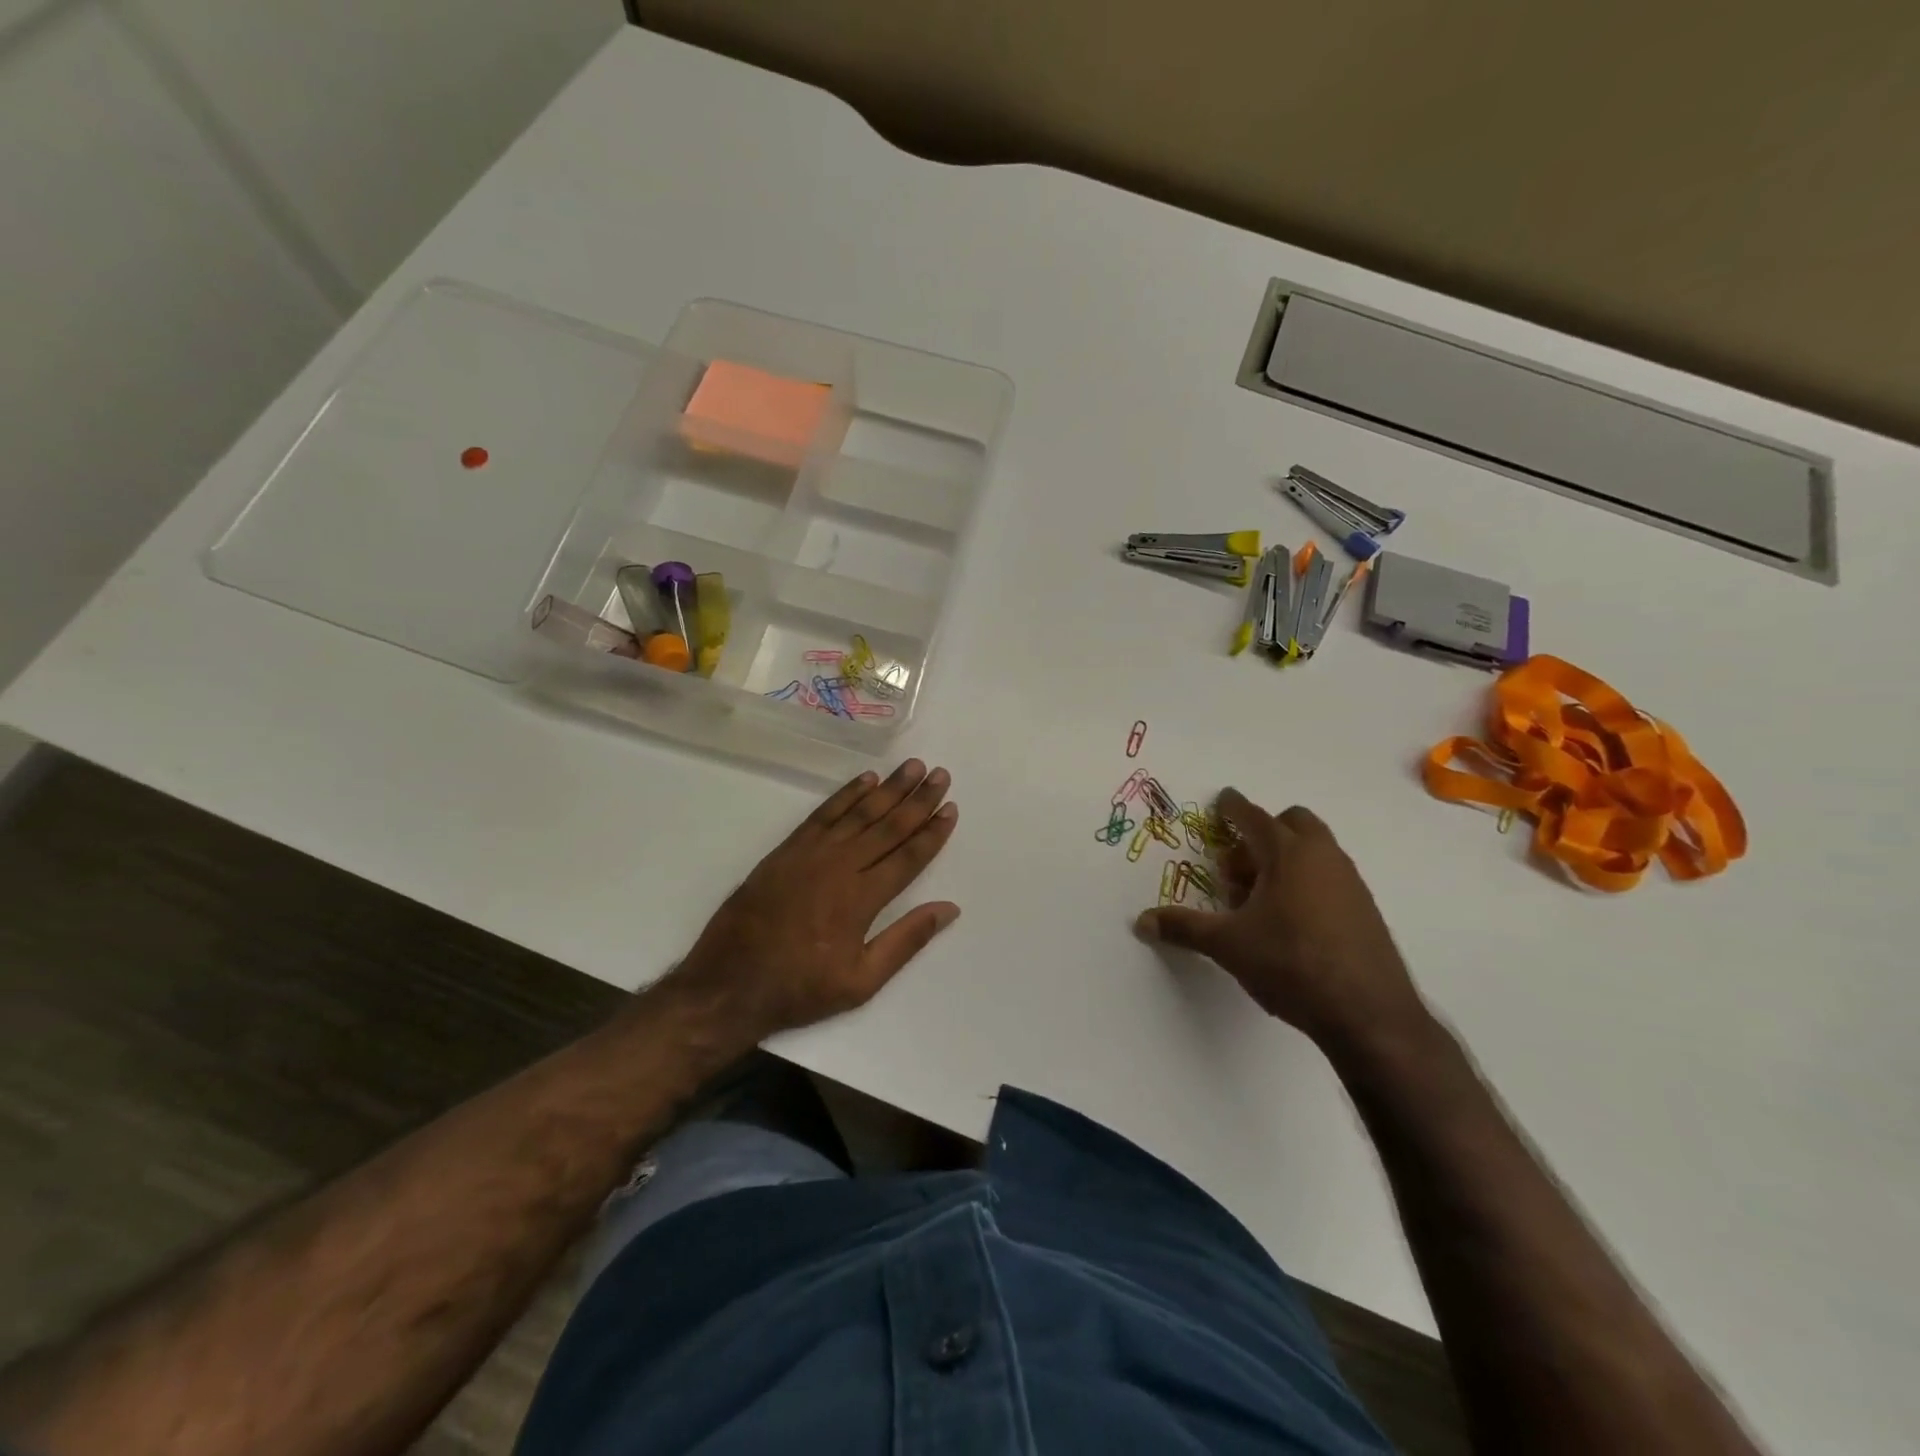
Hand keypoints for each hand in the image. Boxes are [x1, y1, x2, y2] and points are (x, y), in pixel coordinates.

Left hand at [673, 760, 959, 1036]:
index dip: (932, 832)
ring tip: (911, 767)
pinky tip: (865, 780)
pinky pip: (823, 813)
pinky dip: (845, 794)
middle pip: (888, 826)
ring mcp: (812, 853)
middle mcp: (841, 866)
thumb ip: (906, 941)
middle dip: (918, 800)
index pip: (908, 856)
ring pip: (859, 812)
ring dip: (888, 788)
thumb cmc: (800, 988)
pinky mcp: (788, 849)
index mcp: (862, 899)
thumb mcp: (861, 982)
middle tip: (940, 774)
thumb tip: (949, 908)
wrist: (728, 982)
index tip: (951, 808)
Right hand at [1135, 789, 1429, 1054]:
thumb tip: (1142, 922)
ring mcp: (1350, 883)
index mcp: (1288, 854)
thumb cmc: (1291, 964)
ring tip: (1257, 900)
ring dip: (1284, 860)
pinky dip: (1305, 882)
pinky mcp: (1365, 910)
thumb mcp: (1227, 945)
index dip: (1233, 807)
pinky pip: (1329, 877)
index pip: (1254, 817)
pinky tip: (1289, 922)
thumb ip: (1183, 927)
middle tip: (1237, 865)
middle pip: (1294, 823)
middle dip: (1263, 832)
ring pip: (1314, 851)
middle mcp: (1324, 858)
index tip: (1222, 799)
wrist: (1369, 1014)